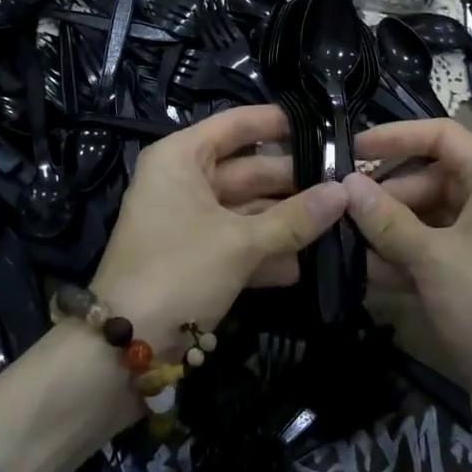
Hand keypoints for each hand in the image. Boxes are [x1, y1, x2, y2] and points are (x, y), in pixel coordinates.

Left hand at [90, 104, 346, 355]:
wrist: (125, 348)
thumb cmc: (179, 271)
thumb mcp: (240, 243)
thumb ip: (294, 219)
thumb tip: (344, 193)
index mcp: (181, 158)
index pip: (236, 124)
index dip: (277, 123)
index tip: (323, 125)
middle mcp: (182, 181)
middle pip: (247, 170)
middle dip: (293, 182)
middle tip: (345, 184)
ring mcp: (188, 220)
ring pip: (246, 209)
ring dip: (286, 221)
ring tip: (337, 222)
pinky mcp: (194, 257)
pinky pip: (237, 242)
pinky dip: (266, 252)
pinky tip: (305, 265)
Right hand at [343, 119, 471, 410]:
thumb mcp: (432, 257)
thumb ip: (386, 218)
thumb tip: (345, 183)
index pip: (442, 136)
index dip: (396, 137)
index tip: (351, 150)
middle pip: (431, 177)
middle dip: (386, 192)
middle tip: (339, 208)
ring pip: (427, 218)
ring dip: (388, 229)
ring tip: (341, 239)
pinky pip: (431, 253)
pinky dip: (402, 258)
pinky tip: (365, 272)